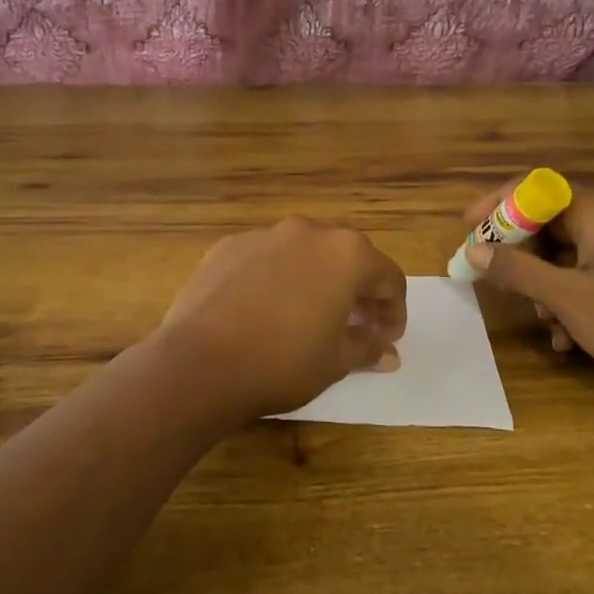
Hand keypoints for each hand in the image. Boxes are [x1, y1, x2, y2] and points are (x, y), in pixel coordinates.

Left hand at [155, 217, 407, 421]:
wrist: (200, 362)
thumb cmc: (283, 362)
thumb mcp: (336, 362)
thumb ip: (367, 348)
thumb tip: (388, 352)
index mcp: (346, 254)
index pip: (388, 277)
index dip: (393, 310)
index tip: (386, 338)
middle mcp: (308, 232)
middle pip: (347, 256)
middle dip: (357, 289)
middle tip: (355, 324)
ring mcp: (264, 235)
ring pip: (304, 252)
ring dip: (316, 279)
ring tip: (308, 315)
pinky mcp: (227, 246)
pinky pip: (265, 258)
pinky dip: (276, 277)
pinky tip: (264, 309)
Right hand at [461, 178, 593, 401]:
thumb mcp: (565, 298)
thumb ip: (516, 269)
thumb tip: (474, 250)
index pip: (539, 187)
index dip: (500, 203)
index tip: (470, 227)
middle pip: (548, 223)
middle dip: (520, 255)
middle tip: (495, 279)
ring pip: (563, 257)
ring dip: (542, 287)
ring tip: (542, 320)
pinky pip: (583, 281)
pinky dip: (565, 304)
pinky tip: (564, 340)